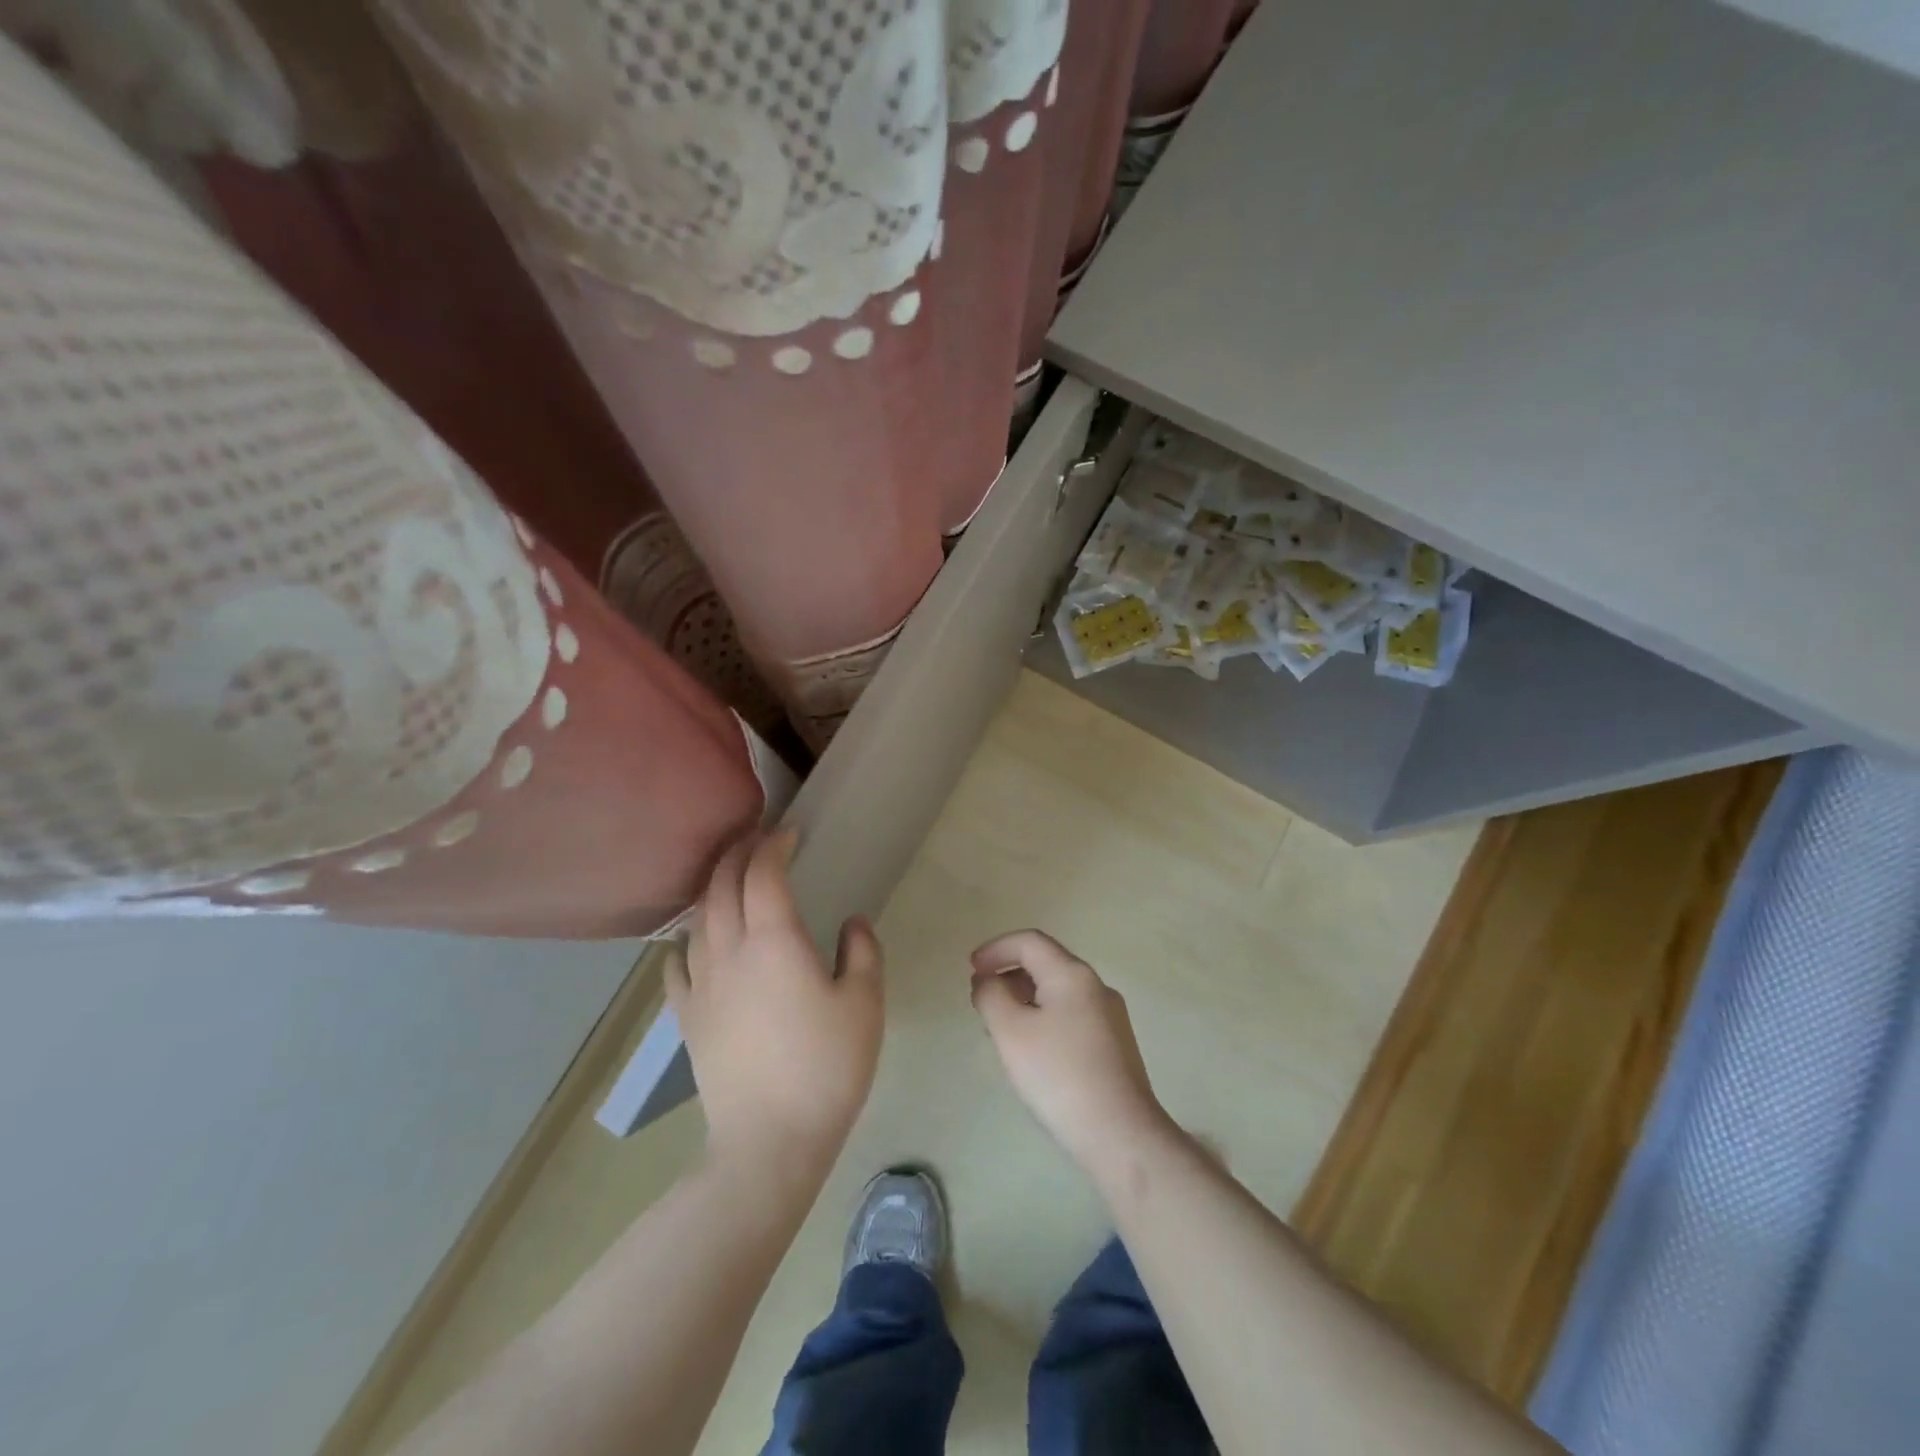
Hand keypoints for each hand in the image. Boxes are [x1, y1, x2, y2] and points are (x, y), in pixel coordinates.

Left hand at [671, 830, 883, 1179]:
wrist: (770, 1139)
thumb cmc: (827, 1066)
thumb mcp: (865, 1003)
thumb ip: (863, 952)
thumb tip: (851, 922)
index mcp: (775, 941)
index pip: (763, 873)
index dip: (774, 845)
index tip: (790, 833)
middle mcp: (730, 951)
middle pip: (721, 884)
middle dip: (737, 853)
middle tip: (757, 840)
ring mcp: (701, 984)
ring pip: (697, 918)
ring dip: (713, 888)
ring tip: (730, 880)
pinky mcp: (687, 1017)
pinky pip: (676, 964)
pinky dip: (686, 941)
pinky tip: (694, 942)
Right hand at [969, 930, 1172, 1179]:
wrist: (1120, 1135)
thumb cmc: (1059, 1076)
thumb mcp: (1011, 1032)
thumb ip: (991, 996)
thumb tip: (988, 981)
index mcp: (1072, 974)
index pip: (1029, 942)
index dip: (996, 949)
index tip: (971, 970)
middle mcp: (1096, 986)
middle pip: (1046, 963)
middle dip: (1009, 974)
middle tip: (982, 1001)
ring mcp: (1110, 1016)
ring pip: (1058, 991)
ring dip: (1025, 998)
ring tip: (1001, 1028)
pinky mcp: (1115, 1045)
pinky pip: (1071, 1015)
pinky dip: (1044, 1017)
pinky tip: (1033, 1051)